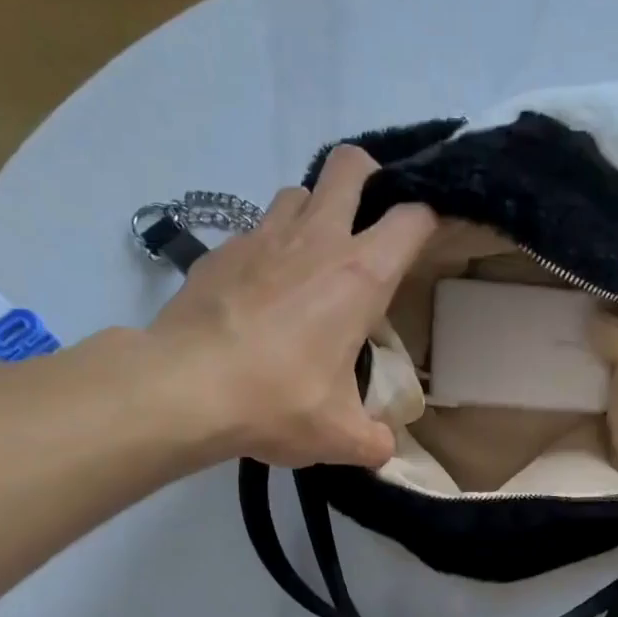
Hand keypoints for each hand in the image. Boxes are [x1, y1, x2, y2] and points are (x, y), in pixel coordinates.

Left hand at [140, 145, 435, 467]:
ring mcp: (262, 237)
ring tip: (314, 260)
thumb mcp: (339, 436)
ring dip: (314, 214)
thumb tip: (385, 451)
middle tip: (370, 222)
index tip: (433, 234)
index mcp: (359, 277)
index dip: (431, 217)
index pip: (412, 218)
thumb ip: (373, 442)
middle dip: (368, 179)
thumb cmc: (277, 403)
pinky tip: (261, 292)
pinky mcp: (220, 250)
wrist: (184, 389)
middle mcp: (316, 240)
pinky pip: (255, 230)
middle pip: (350, 166)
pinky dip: (268, 249)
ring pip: (299, 192)